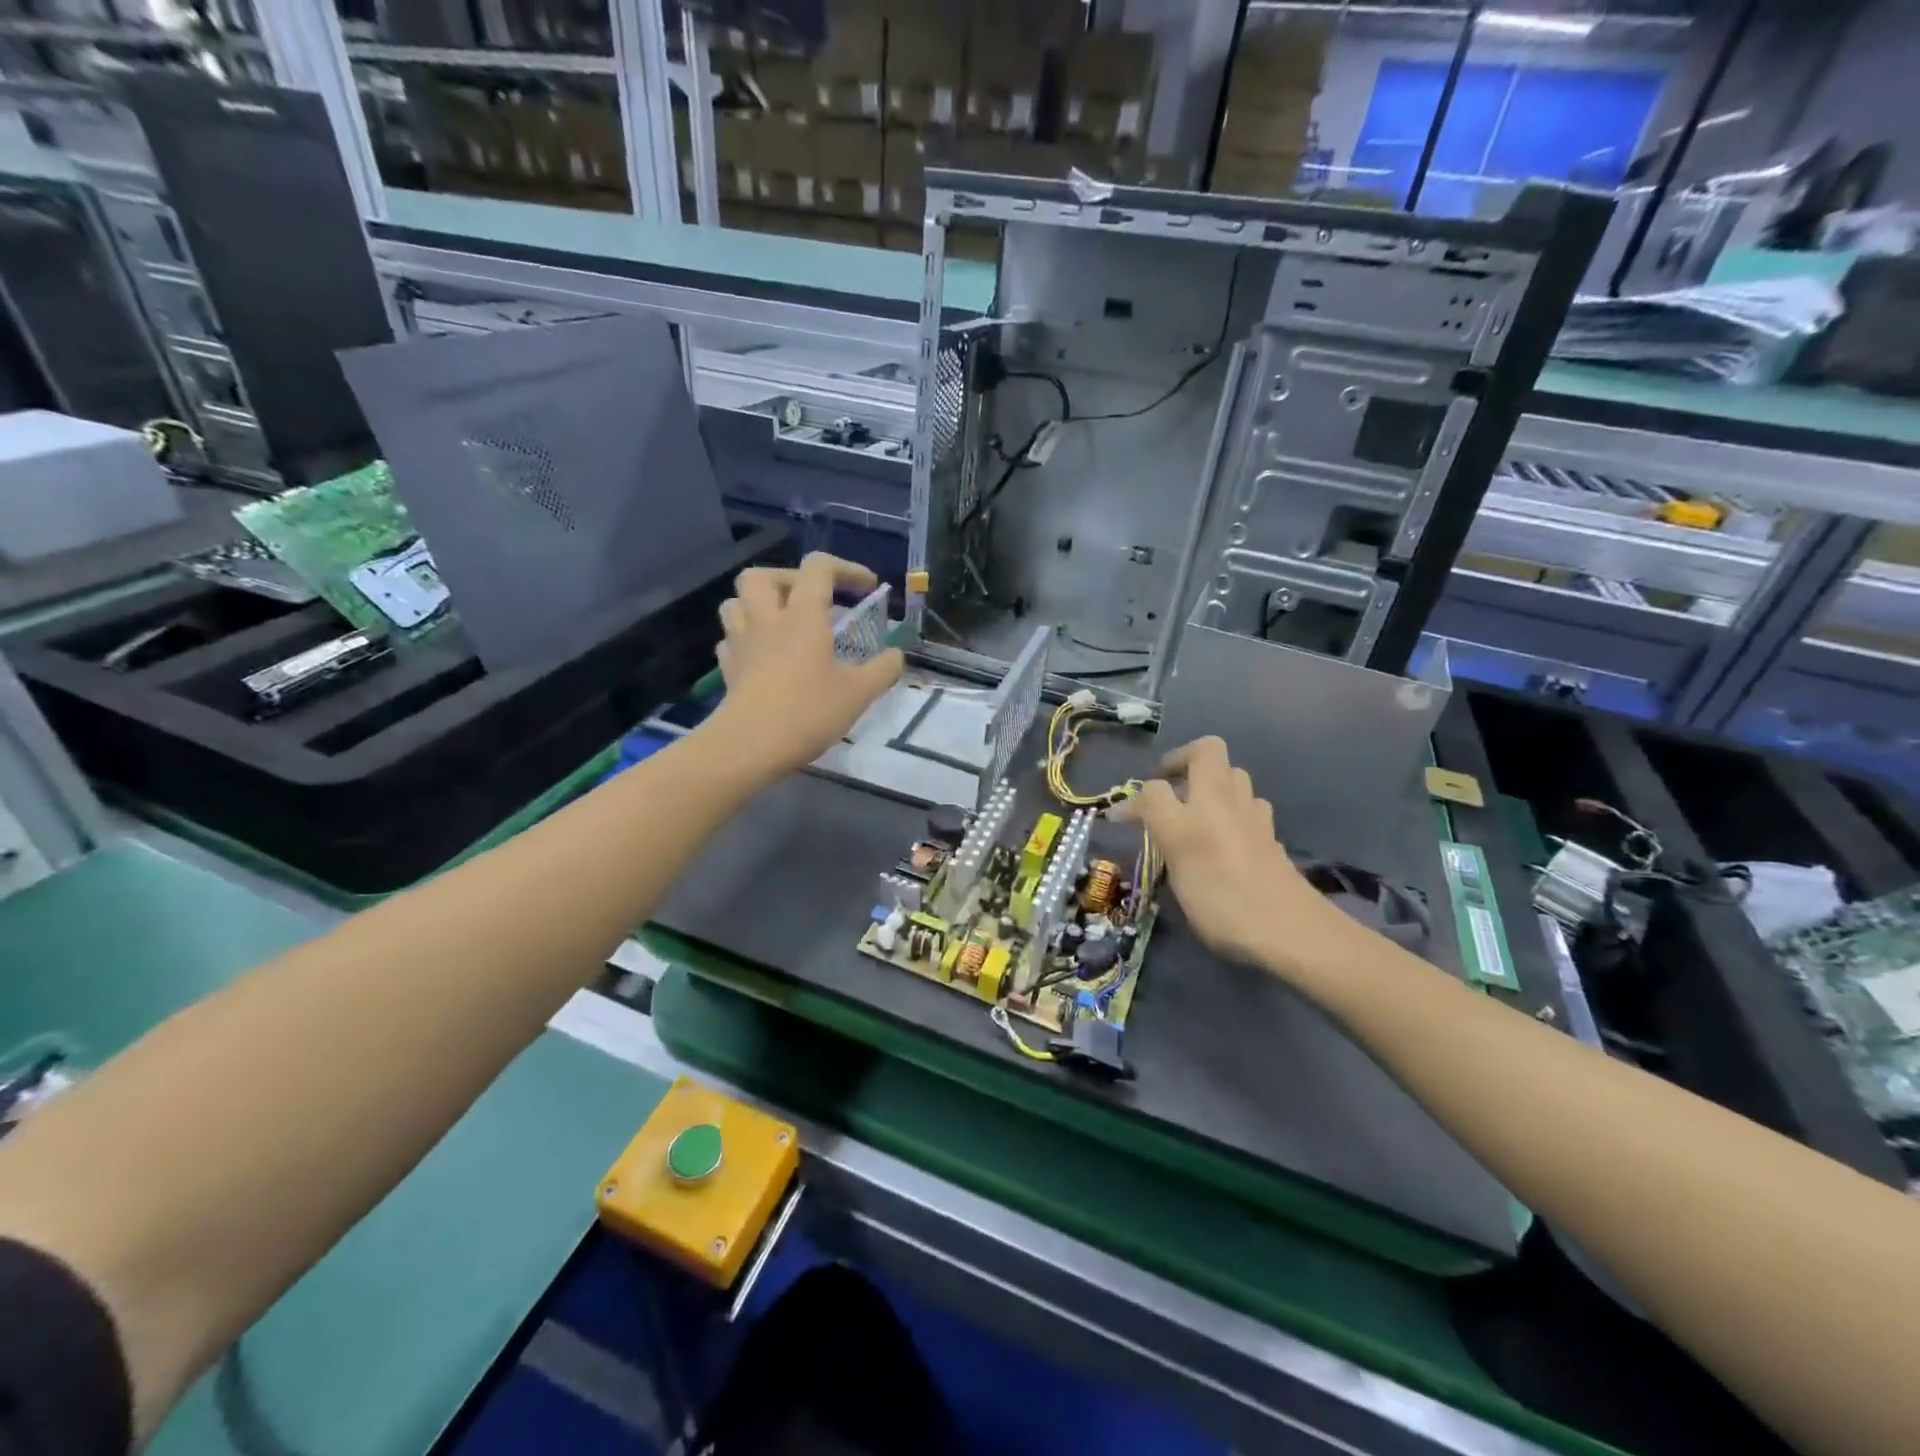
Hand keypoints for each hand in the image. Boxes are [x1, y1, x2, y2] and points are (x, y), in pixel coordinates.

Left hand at [707, 553, 903, 776]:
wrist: (751, 745)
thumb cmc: (808, 712)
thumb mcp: (859, 693)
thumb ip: (883, 669)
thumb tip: (897, 655)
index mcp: (803, 616)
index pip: (819, 567)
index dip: (846, 569)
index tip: (867, 588)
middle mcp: (767, 619)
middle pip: (763, 575)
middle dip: (790, 579)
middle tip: (812, 601)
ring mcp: (742, 643)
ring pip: (736, 602)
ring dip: (759, 604)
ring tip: (782, 623)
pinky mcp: (728, 668)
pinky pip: (731, 639)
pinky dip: (746, 639)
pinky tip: (762, 655)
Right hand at [1113, 737, 1337, 974]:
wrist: (1292, 930)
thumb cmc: (1223, 893)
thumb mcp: (1178, 849)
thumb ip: (1152, 820)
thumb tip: (1125, 809)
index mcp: (1202, 798)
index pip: (1157, 782)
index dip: (1137, 797)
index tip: (1122, 820)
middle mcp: (1228, 800)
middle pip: (1208, 755)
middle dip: (1184, 764)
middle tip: (1166, 793)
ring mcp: (1254, 819)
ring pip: (1233, 780)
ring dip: (1211, 786)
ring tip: (1193, 815)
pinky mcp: (1270, 841)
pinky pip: (1248, 810)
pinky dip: (1232, 814)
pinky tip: (1222, 842)